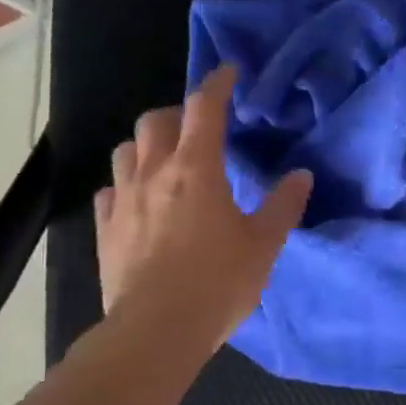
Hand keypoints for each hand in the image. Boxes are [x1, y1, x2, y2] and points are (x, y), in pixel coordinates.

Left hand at [95, 66, 313, 354]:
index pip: (204, 107)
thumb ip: (283, 205)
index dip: (217, 84)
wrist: (156, 331)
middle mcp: (155, 172)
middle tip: (198, 130)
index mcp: (197, 168)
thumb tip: (300, 175)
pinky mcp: (105, 228)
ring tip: (165, 162)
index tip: (228, 73)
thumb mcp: (263, 245)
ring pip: (126, 150)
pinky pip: (109, 191)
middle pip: (156, 121)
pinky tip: (138, 202)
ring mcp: (124, 199)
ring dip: (146, 146)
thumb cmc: (217, 282)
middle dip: (178, 115)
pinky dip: (125, 186)